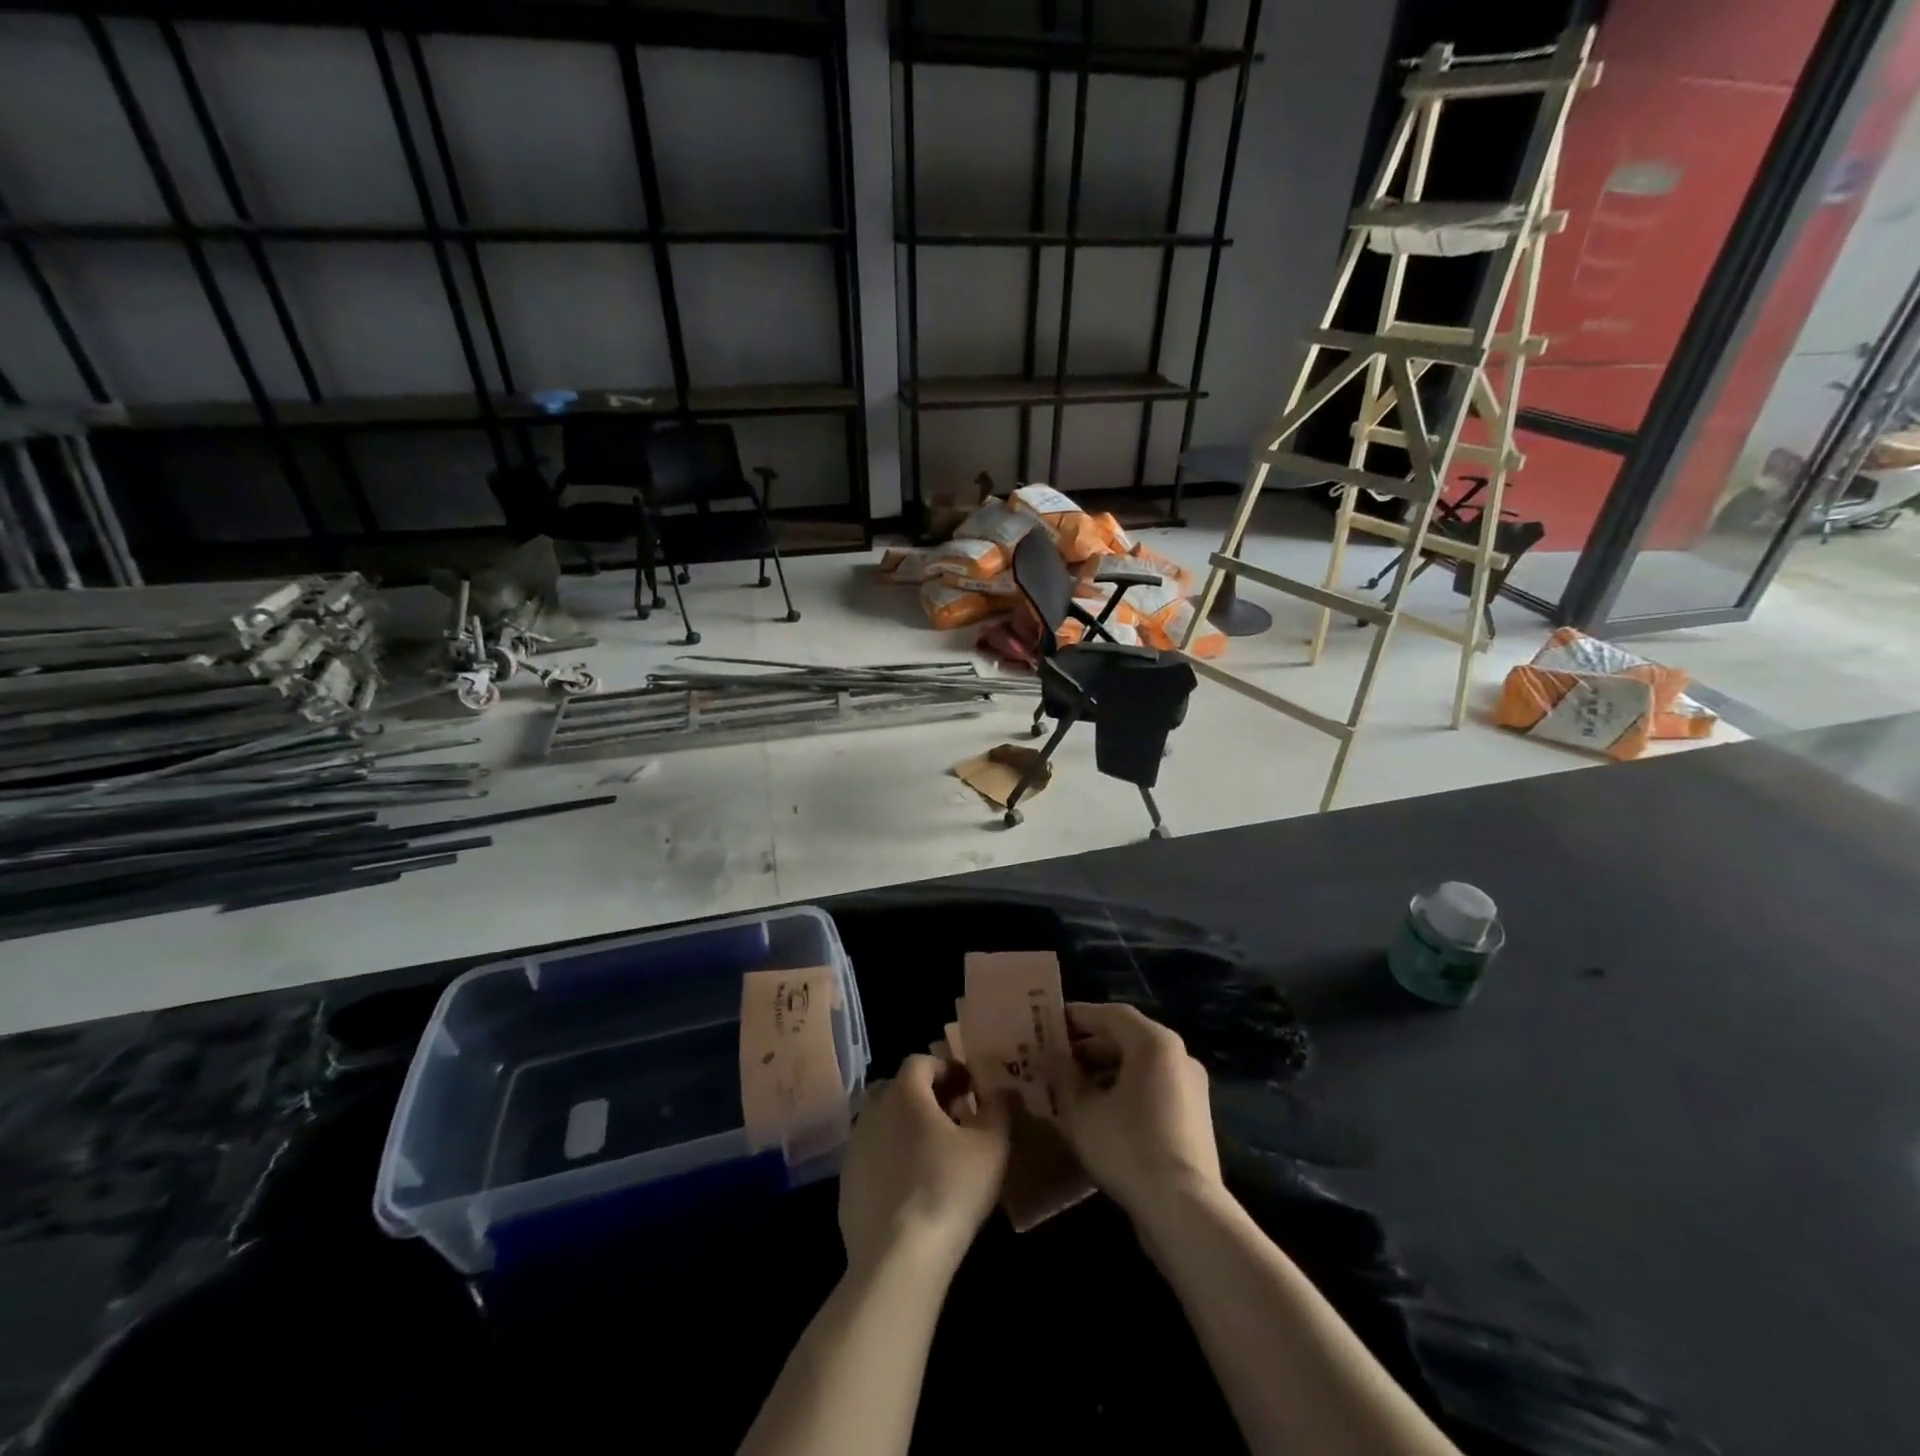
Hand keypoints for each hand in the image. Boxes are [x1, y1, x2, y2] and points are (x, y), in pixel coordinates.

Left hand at [838, 1054, 1010, 1279]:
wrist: (897, 1259)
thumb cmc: (949, 1189)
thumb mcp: (991, 1147)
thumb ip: (998, 1110)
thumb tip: (1002, 1091)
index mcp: (904, 1092)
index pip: (921, 1061)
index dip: (947, 1068)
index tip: (969, 1088)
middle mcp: (872, 1110)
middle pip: (898, 1089)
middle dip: (925, 1096)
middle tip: (954, 1117)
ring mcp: (854, 1148)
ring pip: (883, 1122)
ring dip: (906, 1127)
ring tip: (934, 1153)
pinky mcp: (845, 1184)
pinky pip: (872, 1156)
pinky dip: (891, 1158)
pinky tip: (912, 1186)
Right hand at [1059, 1003, 1221, 1223]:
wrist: (1185, 1211)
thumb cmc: (1128, 1147)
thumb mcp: (1082, 1110)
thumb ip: (1064, 1076)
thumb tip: (1054, 1058)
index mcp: (1154, 1043)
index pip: (1111, 1014)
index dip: (1079, 1016)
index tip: (1049, 1023)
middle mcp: (1179, 1056)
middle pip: (1127, 1038)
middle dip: (1088, 1047)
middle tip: (1056, 1058)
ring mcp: (1191, 1088)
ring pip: (1140, 1067)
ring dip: (1104, 1071)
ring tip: (1071, 1088)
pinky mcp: (1194, 1118)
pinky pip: (1152, 1090)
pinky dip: (1124, 1091)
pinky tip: (1098, 1114)